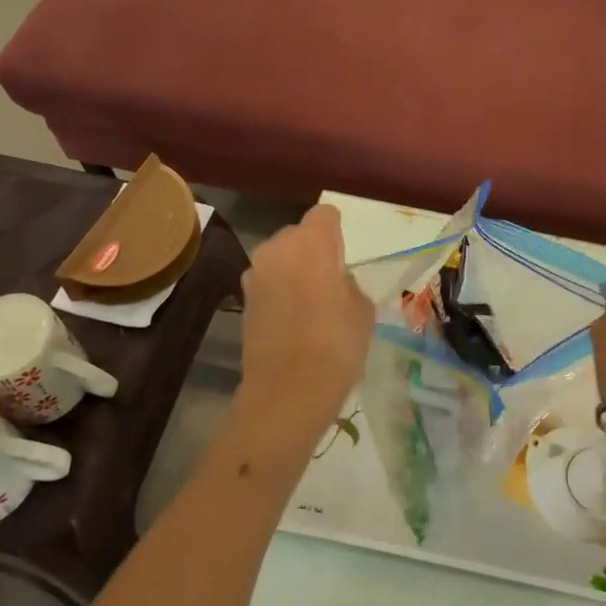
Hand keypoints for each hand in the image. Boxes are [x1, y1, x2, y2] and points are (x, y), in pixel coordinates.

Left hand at [233, 204, 373, 444]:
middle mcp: (277, 249)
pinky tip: (294, 321)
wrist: (288, 391)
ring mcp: (255, 275)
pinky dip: (280, 292)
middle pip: (298, 234)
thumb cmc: (337, 344)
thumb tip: (335, 281)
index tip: (344, 253)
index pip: (324, 214)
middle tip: (330, 280)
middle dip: (313, 249)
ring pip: (279, 259)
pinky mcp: (243, 301)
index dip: (336, 229)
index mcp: (311, 243)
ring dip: (293, 271)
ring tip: (311, 303)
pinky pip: (268, 283)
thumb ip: (348, 283)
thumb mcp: (362, 309)